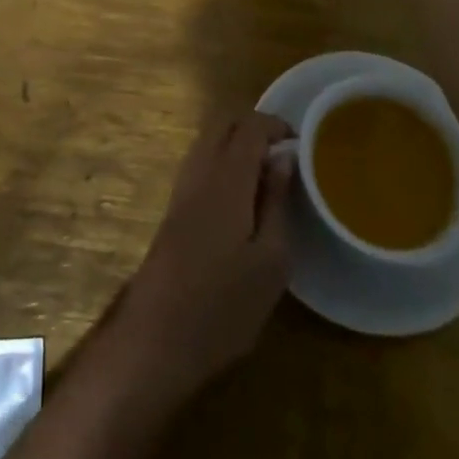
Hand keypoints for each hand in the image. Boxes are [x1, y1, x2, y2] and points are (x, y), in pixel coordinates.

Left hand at [115, 111, 294, 400]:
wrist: (157, 337)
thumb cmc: (224, 305)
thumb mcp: (270, 262)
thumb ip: (277, 202)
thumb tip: (284, 158)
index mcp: (227, 177)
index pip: (250, 125)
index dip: (276, 126)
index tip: (302, 145)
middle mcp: (200, 170)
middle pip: (224, 122)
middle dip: (255, 126)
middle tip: (284, 154)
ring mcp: (182, 186)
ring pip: (209, 139)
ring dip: (237, 142)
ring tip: (268, 175)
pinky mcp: (174, 206)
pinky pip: (201, 160)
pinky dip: (223, 159)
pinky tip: (242, 196)